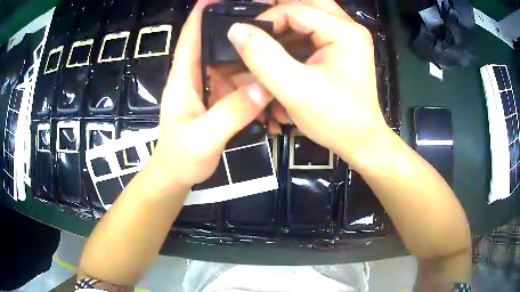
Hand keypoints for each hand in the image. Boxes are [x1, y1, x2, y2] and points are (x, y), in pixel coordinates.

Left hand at [149, 0, 271, 192]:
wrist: (176, 176)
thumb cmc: (180, 158)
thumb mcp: (203, 138)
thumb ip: (231, 113)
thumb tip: (265, 85)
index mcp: (183, 78)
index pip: (190, 37)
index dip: (201, 14)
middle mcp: (196, 77)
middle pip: (215, 43)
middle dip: (235, 27)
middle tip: (264, 17)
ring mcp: (209, 88)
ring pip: (231, 62)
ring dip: (250, 53)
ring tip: (275, 44)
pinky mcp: (219, 100)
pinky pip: (239, 82)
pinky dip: (254, 78)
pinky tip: (271, 76)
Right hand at [228, 1, 389, 168]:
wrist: (360, 141)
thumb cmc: (335, 120)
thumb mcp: (295, 90)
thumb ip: (263, 57)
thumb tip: (236, 30)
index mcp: (344, 32)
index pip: (294, 9)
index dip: (265, 21)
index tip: (247, 42)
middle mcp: (349, 27)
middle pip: (305, 4)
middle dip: (277, 16)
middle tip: (258, 31)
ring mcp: (347, 36)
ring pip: (308, 15)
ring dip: (285, 26)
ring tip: (267, 44)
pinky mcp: (342, 47)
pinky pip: (313, 30)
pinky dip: (294, 38)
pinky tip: (282, 54)